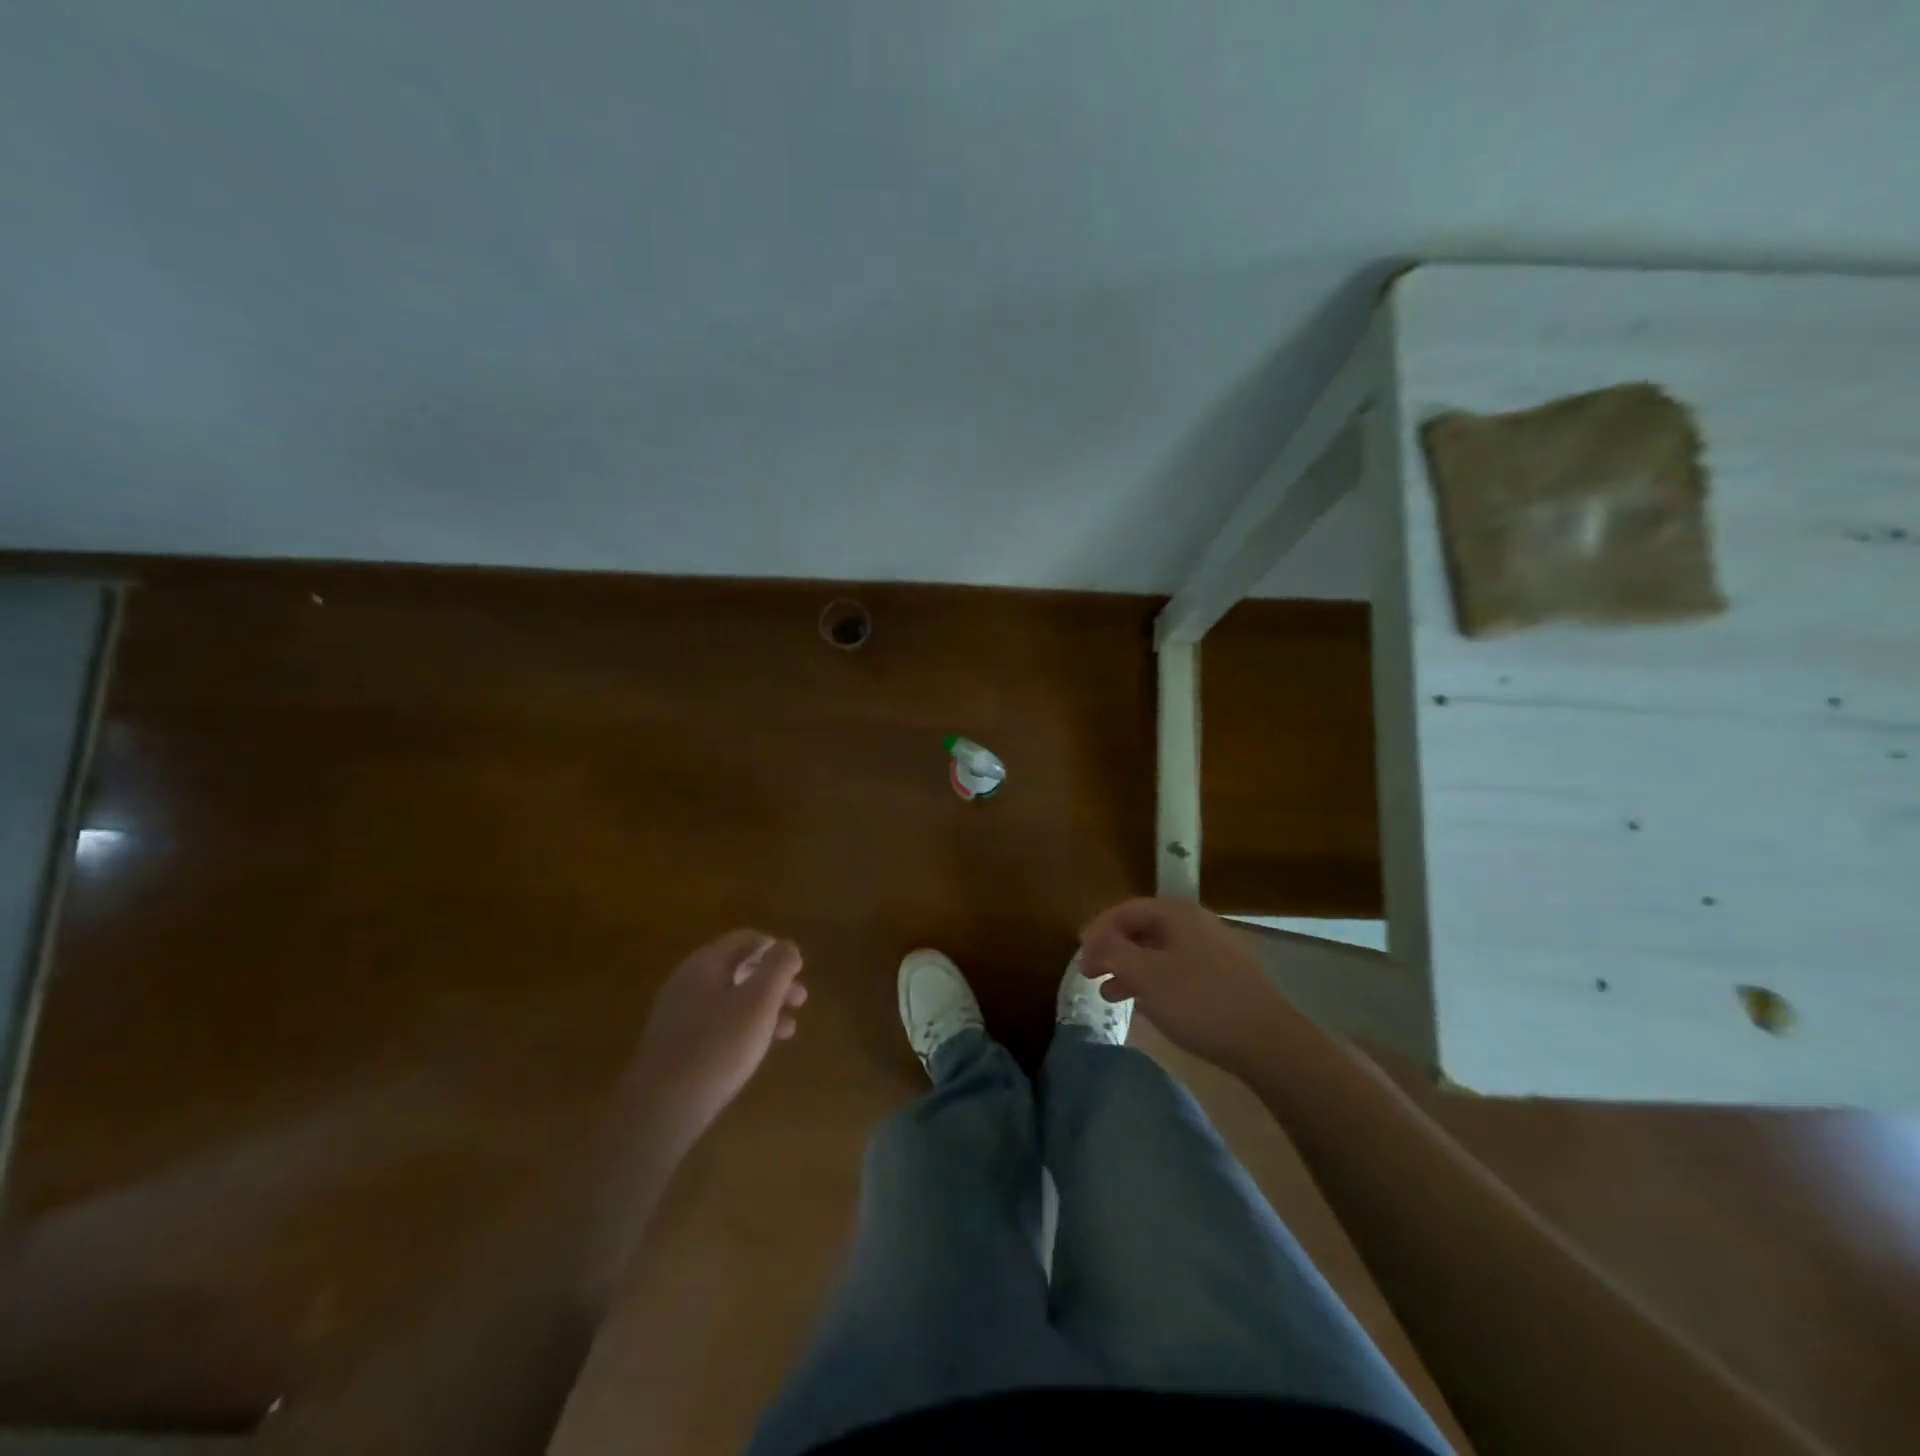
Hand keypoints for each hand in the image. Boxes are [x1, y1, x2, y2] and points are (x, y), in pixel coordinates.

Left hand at [629, 930, 806, 1143]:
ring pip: (730, 998)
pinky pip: (717, 1023)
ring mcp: (678, 1015)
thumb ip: (778, 967)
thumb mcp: (759, 1001)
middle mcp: (688, 982)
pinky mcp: (676, 1046)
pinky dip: (743, 1027)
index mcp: (705, 963)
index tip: (799, 970)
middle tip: (800, 1000)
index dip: (776, 949)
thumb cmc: (718, 1046)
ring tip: (789, 1028)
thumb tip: (787, 946)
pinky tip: (759, 1048)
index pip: (746, 939)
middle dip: (773, 981)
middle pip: (738, 968)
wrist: (662, 1109)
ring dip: (763, 1007)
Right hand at [1079, 897, 1282, 1068]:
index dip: (1098, 928)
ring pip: (1159, 952)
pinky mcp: (1223, 978)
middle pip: (1143, 929)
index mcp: (1176, 914)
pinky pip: (1176, 970)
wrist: (1267, 1041)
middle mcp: (1195, 923)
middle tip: (1089, 973)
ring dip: (1130, 968)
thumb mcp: (1146, 975)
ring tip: (1109, 993)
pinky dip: (1153, 981)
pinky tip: (1144, 1004)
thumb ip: (1113, 952)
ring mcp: (1213, 950)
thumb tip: (1094, 940)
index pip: (1126, 909)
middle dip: (1112, 949)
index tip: (1079, 952)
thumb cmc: (1199, 1001)